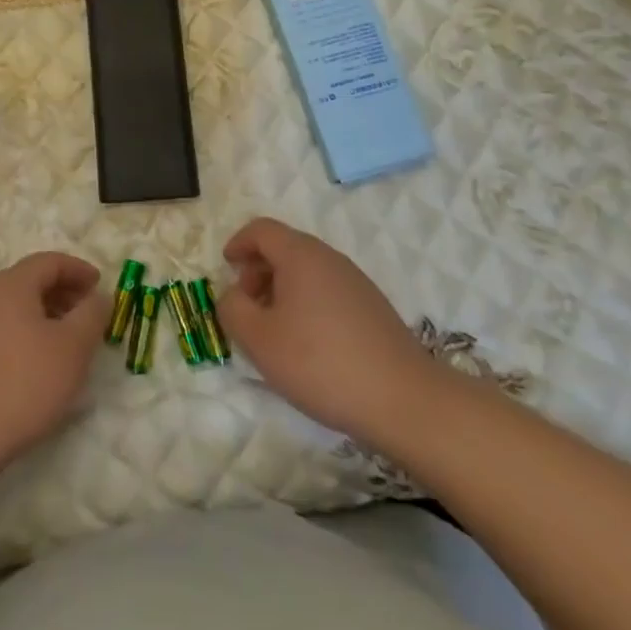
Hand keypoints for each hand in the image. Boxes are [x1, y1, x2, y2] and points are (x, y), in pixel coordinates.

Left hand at [0, 252, 108, 480]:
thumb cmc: (24, 384)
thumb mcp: (72, 349)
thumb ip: (92, 314)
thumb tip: (98, 296)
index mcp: (11, 284)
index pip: (50, 261)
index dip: (79, 269)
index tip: (100, 286)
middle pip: (30, 280)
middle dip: (63, 292)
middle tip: (87, 314)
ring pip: (14, 305)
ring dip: (44, 313)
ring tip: (65, 340)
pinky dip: (23, 330)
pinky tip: (35, 360)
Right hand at [216, 217, 433, 448]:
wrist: (404, 399)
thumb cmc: (321, 363)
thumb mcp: (260, 340)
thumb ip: (233, 309)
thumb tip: (233, 295)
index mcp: (300, 255)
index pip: (262, 229)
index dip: (239, 243)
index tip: (227, 268)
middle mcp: (330, 258)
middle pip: (285, 248)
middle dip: (258, 270)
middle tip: (246, 305)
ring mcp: (356, 282)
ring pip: (307, 271)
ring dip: (282, 289)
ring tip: (274, 329)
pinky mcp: (373, 307)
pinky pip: (328, 291)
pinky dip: (307, 303)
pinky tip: (308, 344)